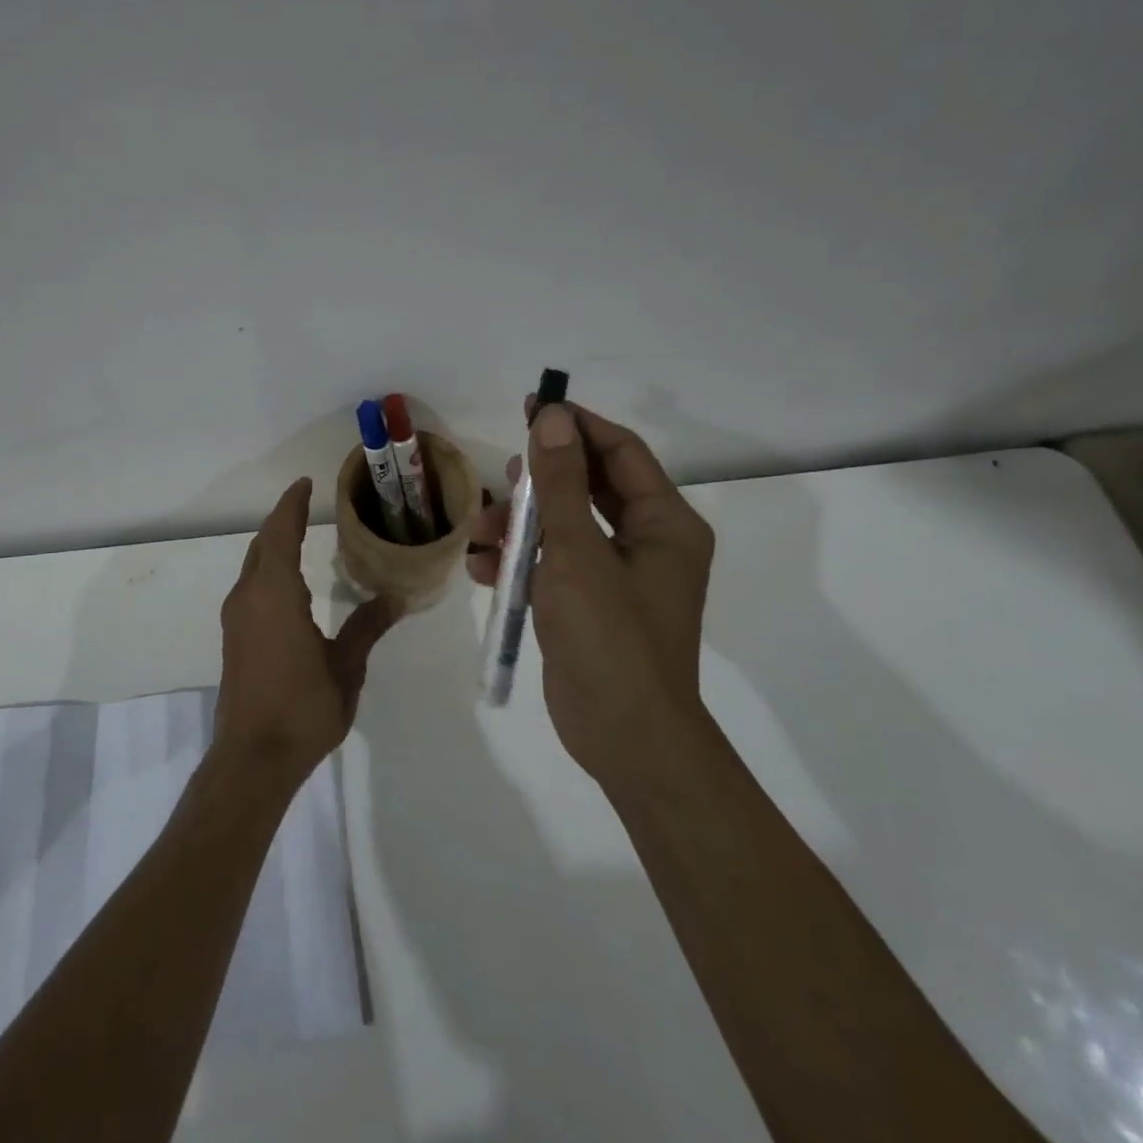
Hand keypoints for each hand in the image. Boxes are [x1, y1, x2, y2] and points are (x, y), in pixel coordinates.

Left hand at [216, 477, 400, 790]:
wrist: (253, 758)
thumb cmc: (303, 708)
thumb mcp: (345, 667)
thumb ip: (367, 627)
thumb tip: (395, 599)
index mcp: (275, 594)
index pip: (280, 534)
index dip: (291, 505)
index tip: (305, 483)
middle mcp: (249, 597)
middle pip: (262, 545)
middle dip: (282, 521)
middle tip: (307, 505)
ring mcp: (236, 618)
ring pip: (253, 566)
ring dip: (273, 546)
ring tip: (301, 536)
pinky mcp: (234, 637)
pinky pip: (250, 587)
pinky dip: (268, 570)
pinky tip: (288, 583)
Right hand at [469, 401, 714, 780]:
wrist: (624, 737)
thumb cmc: (610, 637)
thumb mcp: (577, 552)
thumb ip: (560, 483)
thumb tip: (552, 416)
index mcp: (664, 523)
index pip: (620, 452)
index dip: (576, 425)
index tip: (532, 405)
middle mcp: (647, 542)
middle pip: (588, 488)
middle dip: (539, 481)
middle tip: (501, 470)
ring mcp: (617, 576)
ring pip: (564, 527)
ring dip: (519, 525)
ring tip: (478, 534)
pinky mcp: (589, 605)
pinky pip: (553, 565)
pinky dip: (520, 562)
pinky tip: (483, 569)